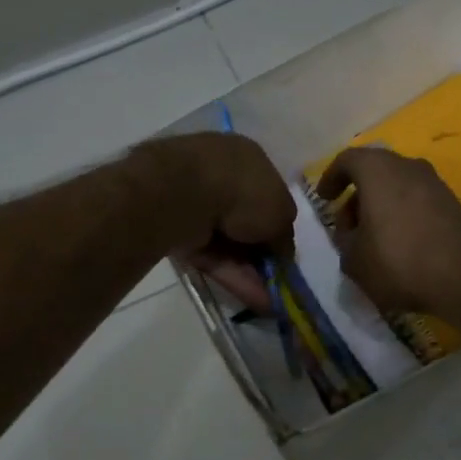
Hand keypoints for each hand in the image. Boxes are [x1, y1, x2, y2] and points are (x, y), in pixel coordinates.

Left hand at [132, 134, 293, 312]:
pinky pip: (210, 253)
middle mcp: (221, 174)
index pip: (268, 193)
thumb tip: (283, 254)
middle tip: (276, 280)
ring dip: (249, 270)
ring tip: (268, 300)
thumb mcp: (281, 213)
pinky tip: (251, 299)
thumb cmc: (244, 191)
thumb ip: (284, 235)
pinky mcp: (176, 227)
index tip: (284, 251)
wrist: (184, 194)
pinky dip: (230, 274)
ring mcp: (194, 200)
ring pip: (228, 241)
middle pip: (246, 221)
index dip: (277, 224)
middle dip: (261, 253)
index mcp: (248, 158)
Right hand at [315, 147, 460, 323]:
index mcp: (378, 169)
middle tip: (347, 227)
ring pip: (397, 186)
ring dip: (380, 207)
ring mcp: (435, 183)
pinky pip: (417, 201)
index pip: (348, 159)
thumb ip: (344, 240)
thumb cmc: (400, 260)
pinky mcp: (453, 203)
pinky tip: (400, 246)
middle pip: (374, 172)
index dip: (331, 177)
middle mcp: (408, 166)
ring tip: (372, 241)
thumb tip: (351, 233)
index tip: (324, 198)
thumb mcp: (354, 259)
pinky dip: (402, 215)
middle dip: (357, 196)